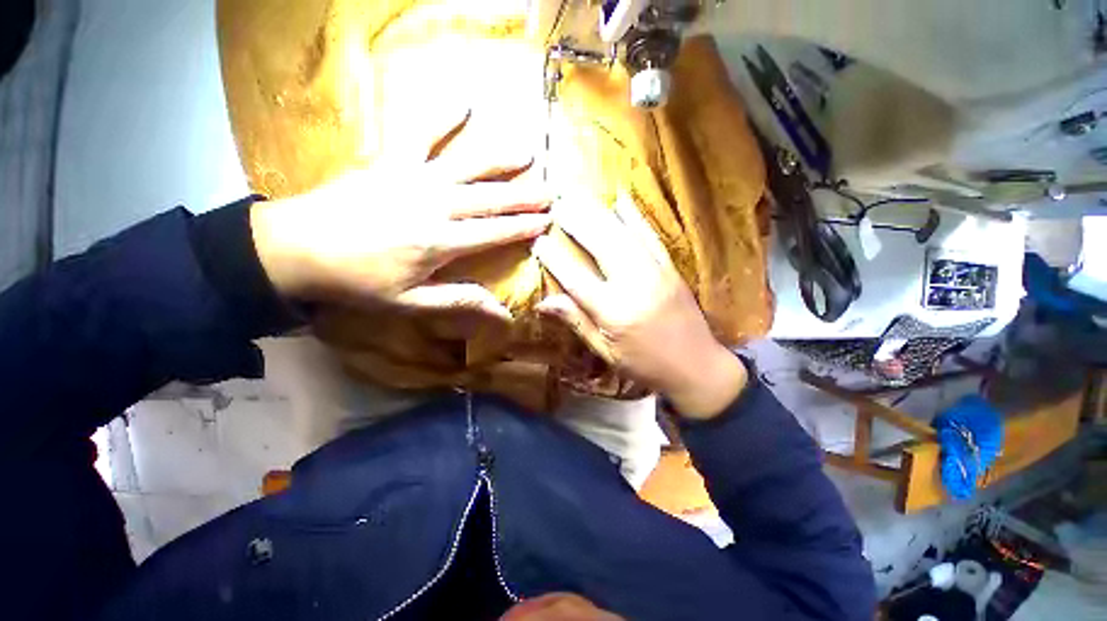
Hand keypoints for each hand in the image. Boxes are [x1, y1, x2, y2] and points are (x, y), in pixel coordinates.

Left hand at [250, 112, 551, 318]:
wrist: (296, 247)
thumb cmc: (358, 280)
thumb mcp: (410, 302)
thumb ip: (459, 301)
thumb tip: (503, 313)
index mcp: (440, 242)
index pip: (494, 232)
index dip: (523, 227)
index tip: (547, 222)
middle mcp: (435, 205)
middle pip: (490, 199)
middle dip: (524, 196)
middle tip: (551, 191)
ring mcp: (414, 177)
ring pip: (467, 165)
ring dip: (499, 158)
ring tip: (527, 151)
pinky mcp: (391, 160)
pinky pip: (420, 132)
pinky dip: (442, 116)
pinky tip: (463, 104)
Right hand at [533, 194, 746, 418]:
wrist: (698, 367)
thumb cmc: (645, 365)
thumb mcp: (606, 352)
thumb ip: (577, 322)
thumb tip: (543, 303)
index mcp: (614, 312)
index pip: (576, 279)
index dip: (554, 259)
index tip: (538, 241)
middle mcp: (634, 285)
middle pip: (600, 246)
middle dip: (576, 222)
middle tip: (556, 203)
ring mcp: (655, 272)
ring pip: (622, 235)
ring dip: (598, 213)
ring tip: (578, 196)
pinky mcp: (670, 268)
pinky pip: (650, 236)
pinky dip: (634, 216)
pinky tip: (621, 199)